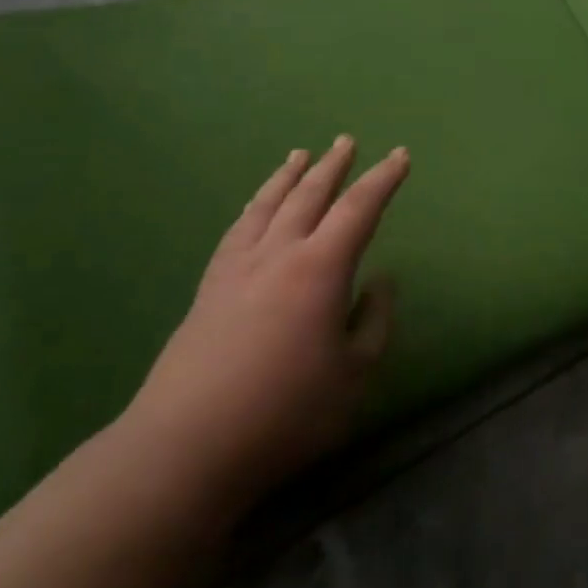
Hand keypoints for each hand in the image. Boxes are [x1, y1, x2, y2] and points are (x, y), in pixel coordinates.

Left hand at [120, 135, 407, 517]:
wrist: (186, 446)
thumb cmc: (285, 413)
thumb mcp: (354, 374)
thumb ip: (374, 321)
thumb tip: (380, 280)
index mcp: (321, 268)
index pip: (359, 209)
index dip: (384, 179)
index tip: (401, 156)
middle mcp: (279, 254)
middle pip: (310, 195)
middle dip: (333, 166)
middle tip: (347, 141)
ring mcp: (238, 268)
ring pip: (268, 205)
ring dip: (288, 177)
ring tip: (299, 155)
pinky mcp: (209, 288)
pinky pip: (237, 229)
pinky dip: (254, 206)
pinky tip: (256, 207)